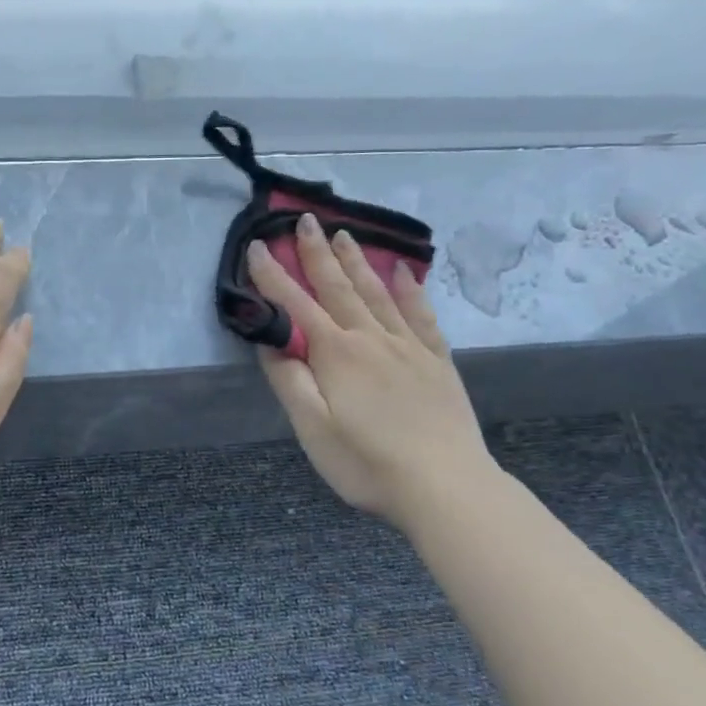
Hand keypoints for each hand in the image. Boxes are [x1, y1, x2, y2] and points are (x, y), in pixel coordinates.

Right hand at [248, 213, 493, 515]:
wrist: (446, 486)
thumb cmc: (367, 463)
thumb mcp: (312, 429)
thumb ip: (289, 381)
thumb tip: (270, 342)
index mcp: (336, 354)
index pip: (296, 305)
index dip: (274, 275)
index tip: (259, 246)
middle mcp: (371, 339)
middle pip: (339, 287)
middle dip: (318, 253)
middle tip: (307, 219)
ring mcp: (408, 347)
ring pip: (377, 294)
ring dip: (358, 263)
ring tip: (345, 236)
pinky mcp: (437, 361)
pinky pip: (421, 315)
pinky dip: (411, 291)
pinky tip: (405, 274)